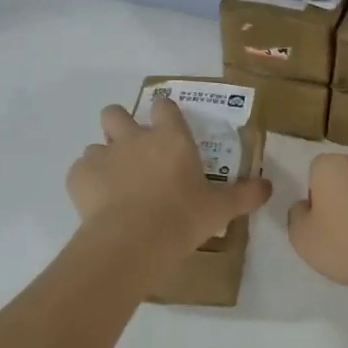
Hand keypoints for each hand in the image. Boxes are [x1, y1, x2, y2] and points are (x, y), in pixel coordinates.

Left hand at [67, 98, 271, 255]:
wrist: (133, 241)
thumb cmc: (182, 219)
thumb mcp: (220, 209)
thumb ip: (244, 195)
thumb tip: (269, 186)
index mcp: (171, 139)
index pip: (165, 106)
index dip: (165, 113)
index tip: (167, 128)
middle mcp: (134, 138)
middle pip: (116, 112)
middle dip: (119, 125)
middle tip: (132, 152)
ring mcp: (102, 155)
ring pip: (95, 144)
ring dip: (103, 159)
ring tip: (114, 186)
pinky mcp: (78, 176)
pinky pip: (79, 170)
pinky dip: (86, 183)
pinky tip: (97, 205)